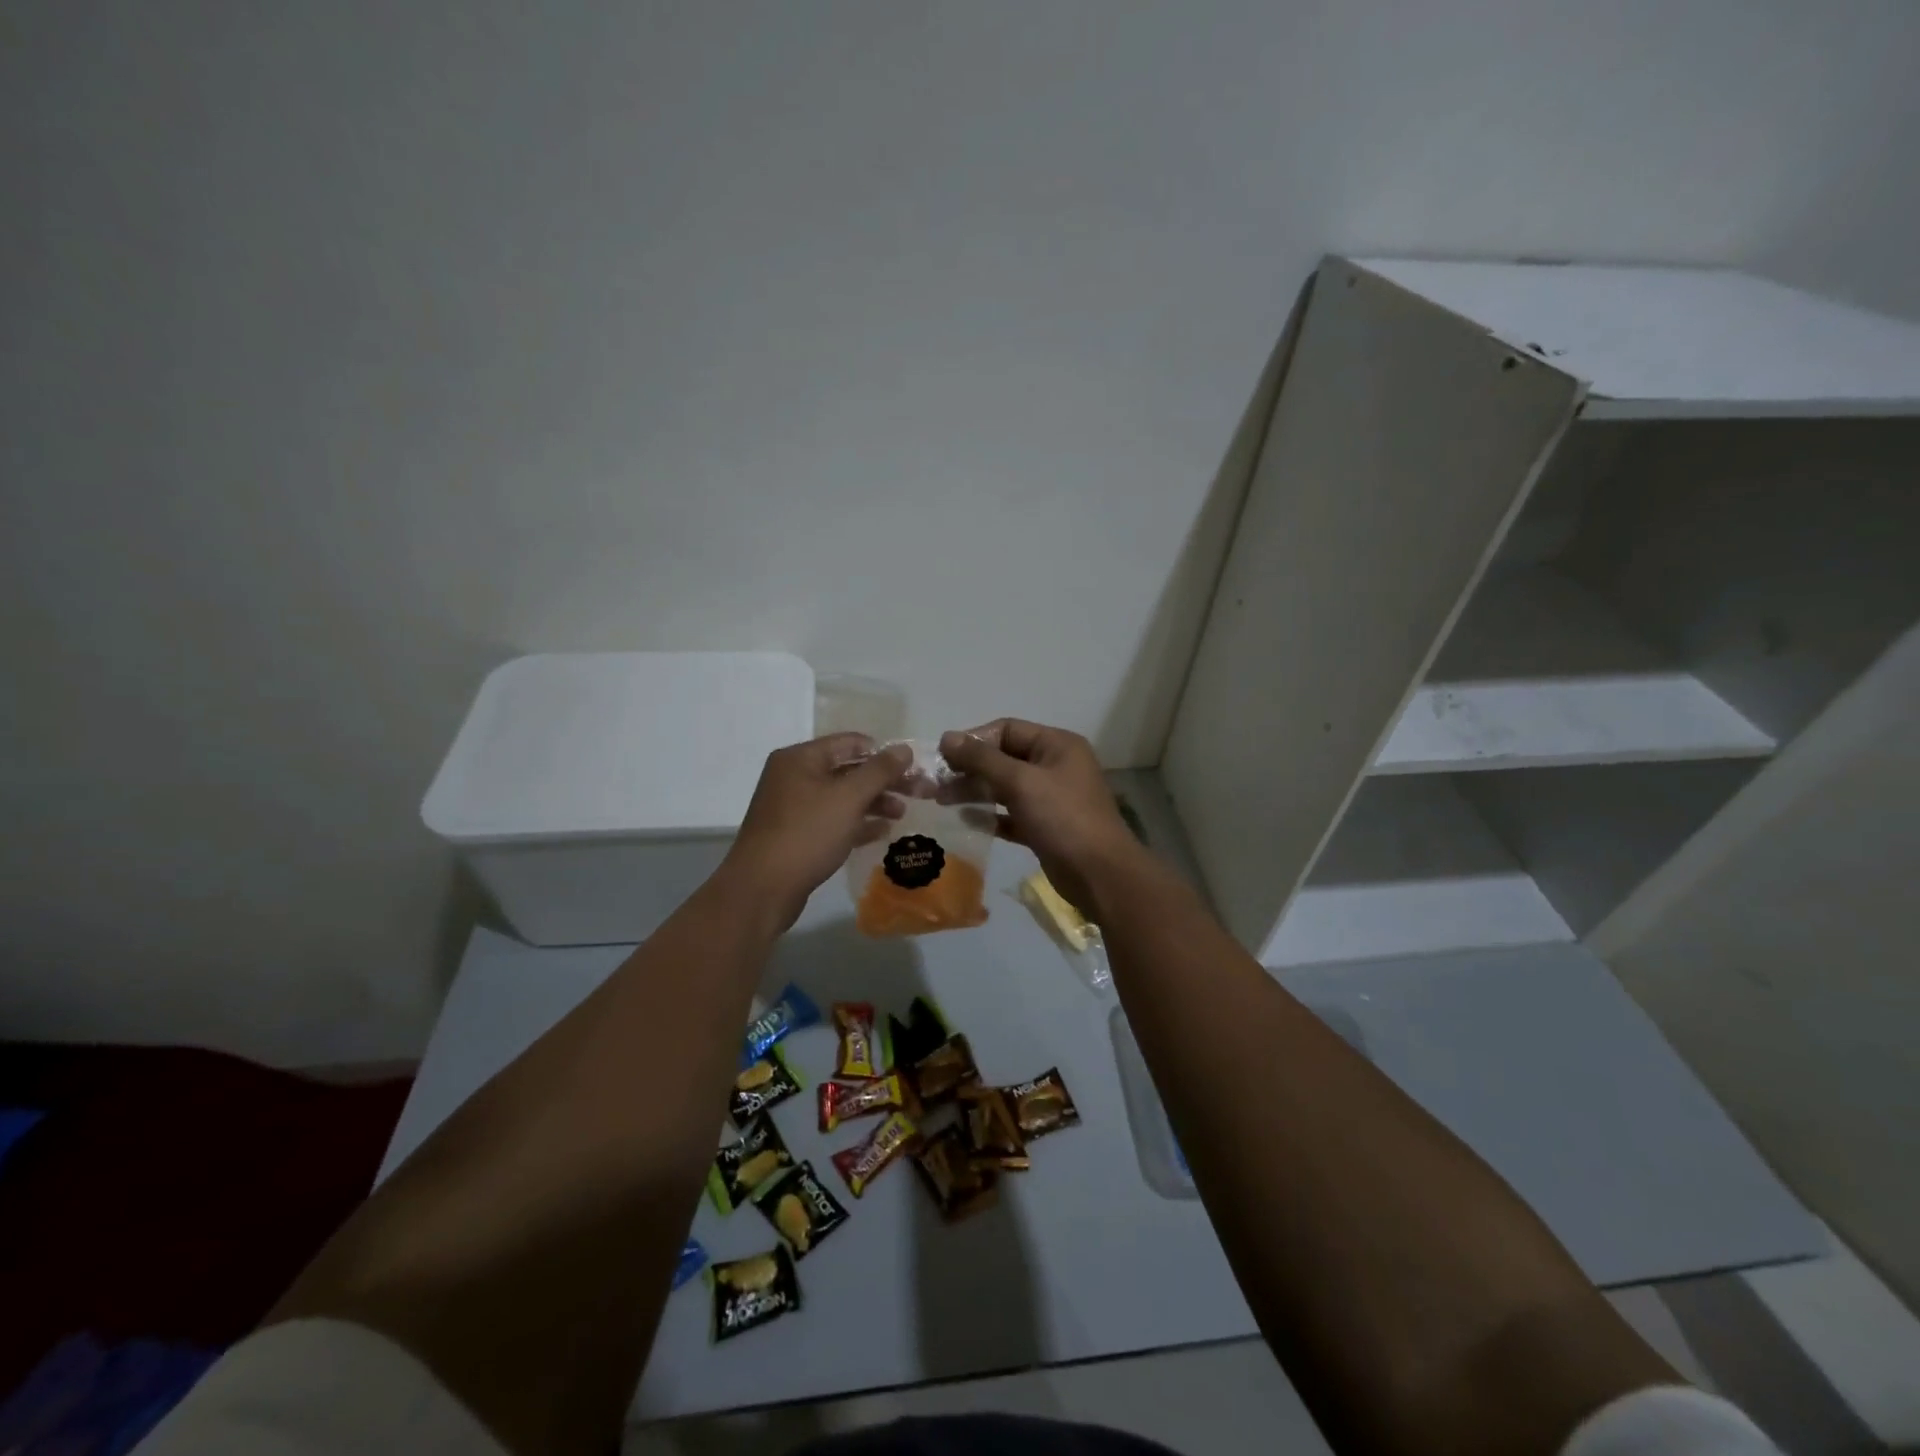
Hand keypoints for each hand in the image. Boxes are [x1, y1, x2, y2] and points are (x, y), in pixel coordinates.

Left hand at [722, 734, 911, 932]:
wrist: (762, 889)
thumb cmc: (806, 834)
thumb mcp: (848, 798)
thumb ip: (879, 771)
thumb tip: (904, 749)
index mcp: (800, 758)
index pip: (850, 743)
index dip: (884, 753)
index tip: (913, 768)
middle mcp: (794, 777)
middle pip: (848, 770)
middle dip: (883, 780)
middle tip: (918, 792)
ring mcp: (793, 807)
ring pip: (842, 797)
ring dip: (873, 802)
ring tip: (902, 814)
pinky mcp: (797, 835)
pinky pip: (833, 820)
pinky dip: (857, 823)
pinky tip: (882, 832)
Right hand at [939, 719, 1145, 914]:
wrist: (1100, 874)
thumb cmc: (1063, 818)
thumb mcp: (1020, 782)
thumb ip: (982, 759)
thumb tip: (946, 737)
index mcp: (1056, 745)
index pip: (1007, 729)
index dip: (974, 740)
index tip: (942, 757)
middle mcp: (1055, 766)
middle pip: (1004, 758)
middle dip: (970, 768)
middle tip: (936, 783)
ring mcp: (1051, 798)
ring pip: (1005, 787)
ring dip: (975, 791)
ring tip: (942, 801)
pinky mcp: (1045, 826)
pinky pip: (1011, 814)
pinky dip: (990, 816)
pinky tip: (966, 821)